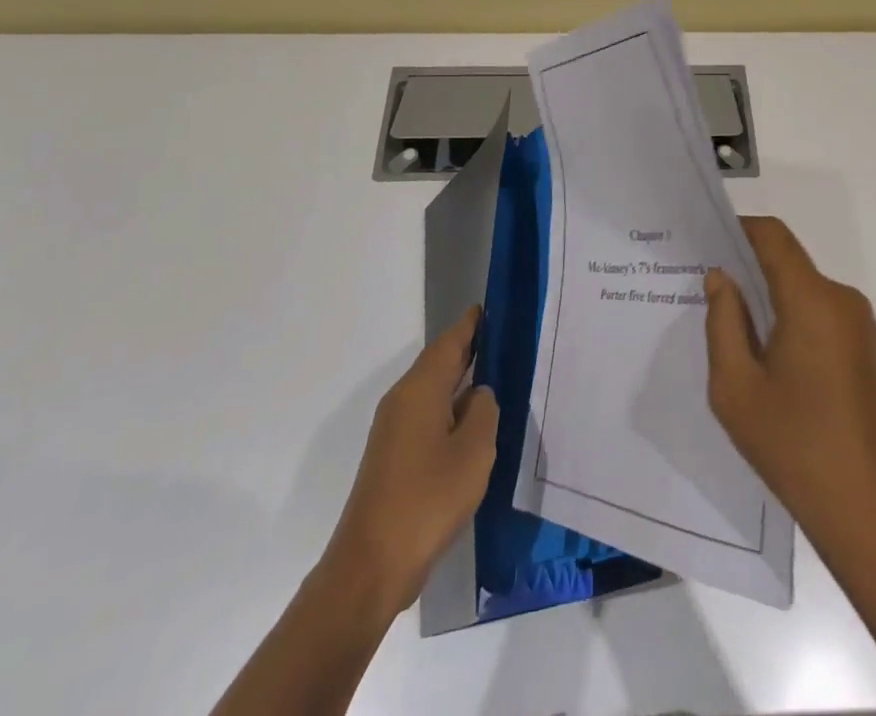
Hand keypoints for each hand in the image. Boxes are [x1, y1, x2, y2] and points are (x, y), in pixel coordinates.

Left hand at [321, 306, 499, 617]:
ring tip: (498, 377)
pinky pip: (428, 417)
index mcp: (420, 390)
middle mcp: (402, 401)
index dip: (472, 324)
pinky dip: (451, 409)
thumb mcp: (473, 452)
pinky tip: (473, 425)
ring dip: (461, 382)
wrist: (370, 567)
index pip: (450, 342)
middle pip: (439, 363)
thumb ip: (484, 412)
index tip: (493, 309)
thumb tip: (479, 396)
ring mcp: (394, 430)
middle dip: (469, 350)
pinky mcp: (394, 458)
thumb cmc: (427, 500)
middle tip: (505, 340)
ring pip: (434, 391)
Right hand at [704, 217, 875, 563]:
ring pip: (804, 289)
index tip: (705, 240)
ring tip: (731, 327)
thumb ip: (723, 322)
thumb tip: (721, 278)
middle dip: (748, 267)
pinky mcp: (867, 352)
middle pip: (788, 262)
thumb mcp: (736, 388)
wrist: (874, 515)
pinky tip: (767, 356)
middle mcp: (842, 301)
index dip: (738, 229)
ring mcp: (861, 327)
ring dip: (769, 297)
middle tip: (706, 289)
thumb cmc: (796, 448)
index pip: (773, 236)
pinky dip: (791, 318)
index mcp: (812, 301)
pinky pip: (821, 314)